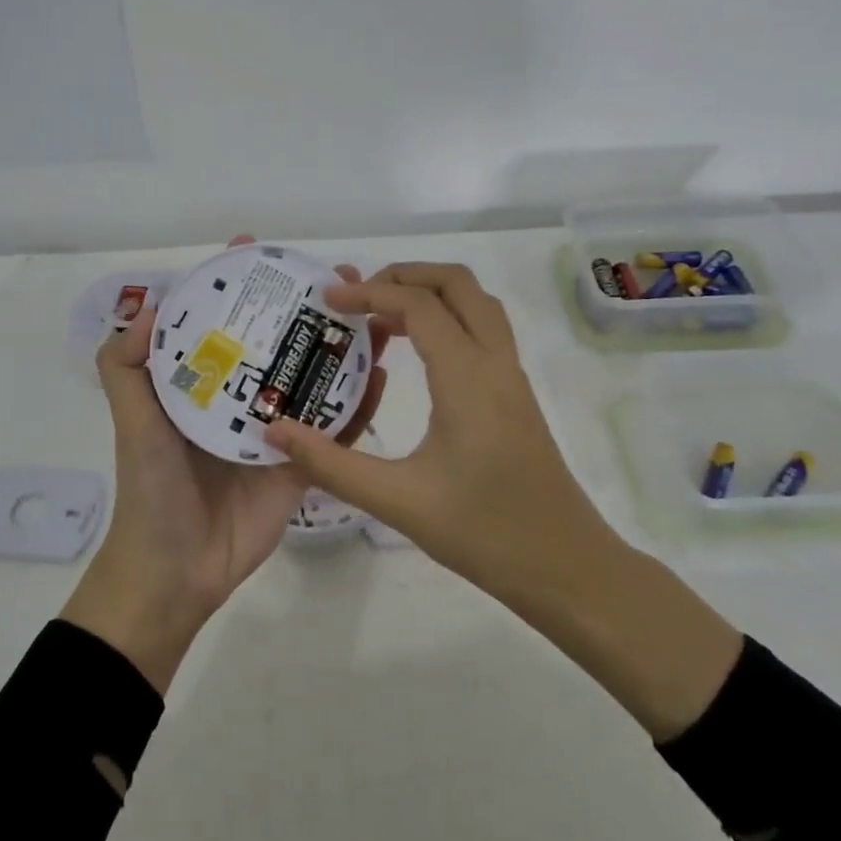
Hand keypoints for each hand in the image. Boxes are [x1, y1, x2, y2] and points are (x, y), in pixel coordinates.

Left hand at [62, 239, 387, 693]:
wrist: (178, 572)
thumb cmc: (152, 491)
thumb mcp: (132, 423)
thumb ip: (125, 369)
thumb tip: (147, 307)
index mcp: (204, 384)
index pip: (223, 321)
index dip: (237, 285)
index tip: (257, 249)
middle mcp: (242, 399)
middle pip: (280, 341)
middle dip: (307, 306)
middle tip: (341, 276)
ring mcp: (278, 430)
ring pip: (315, 378)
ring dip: (342, 345)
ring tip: (374, 313)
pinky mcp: (303, 463)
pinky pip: (337, 428)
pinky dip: (360, 402)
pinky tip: (382, 372)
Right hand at [261, 262, 606, 601]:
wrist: (566, 566)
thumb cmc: (484, 531)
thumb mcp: (398, 500)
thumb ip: (332, 464)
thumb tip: (275, 432)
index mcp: (467, 376)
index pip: (418, 305)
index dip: (370, 292)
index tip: (327, 299)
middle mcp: (495, 362)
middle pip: (457, 284)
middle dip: (406, 274)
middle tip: (359, 295)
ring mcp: (511, 377)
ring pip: (477, 303)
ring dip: (431, 293)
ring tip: (382, 317)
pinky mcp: (515, 395)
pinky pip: (483, 330)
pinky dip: (448, 318)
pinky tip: (417, 355)